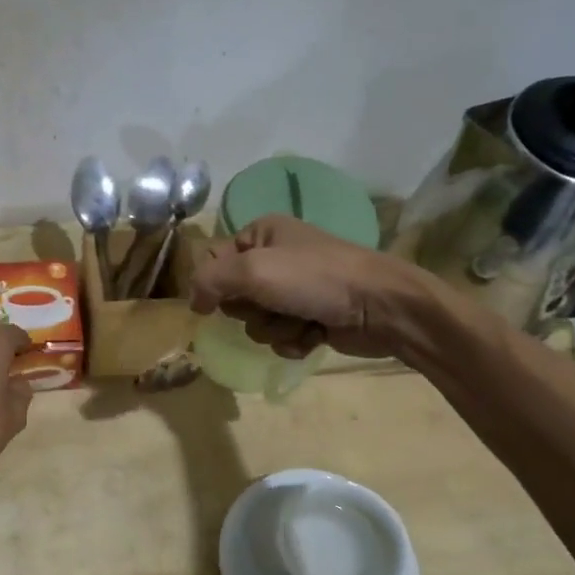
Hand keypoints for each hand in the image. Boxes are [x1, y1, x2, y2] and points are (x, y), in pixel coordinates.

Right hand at [189, 214, 432, 359]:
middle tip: (275, 305)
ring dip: (275, 329)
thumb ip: (209, 280)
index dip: (217, 283)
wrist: (380, 306)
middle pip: (233, 296)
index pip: (214, 260)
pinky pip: (280, 337)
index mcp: (262, 233)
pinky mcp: (311, 317)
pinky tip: (314, 335)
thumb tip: (193, 302)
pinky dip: (293, 341)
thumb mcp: (253, 270)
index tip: (232, 295)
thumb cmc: (315, 279)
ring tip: (302, 321)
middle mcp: (275, 258)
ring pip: (257, 322)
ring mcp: (294, 290)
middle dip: (252, 310)